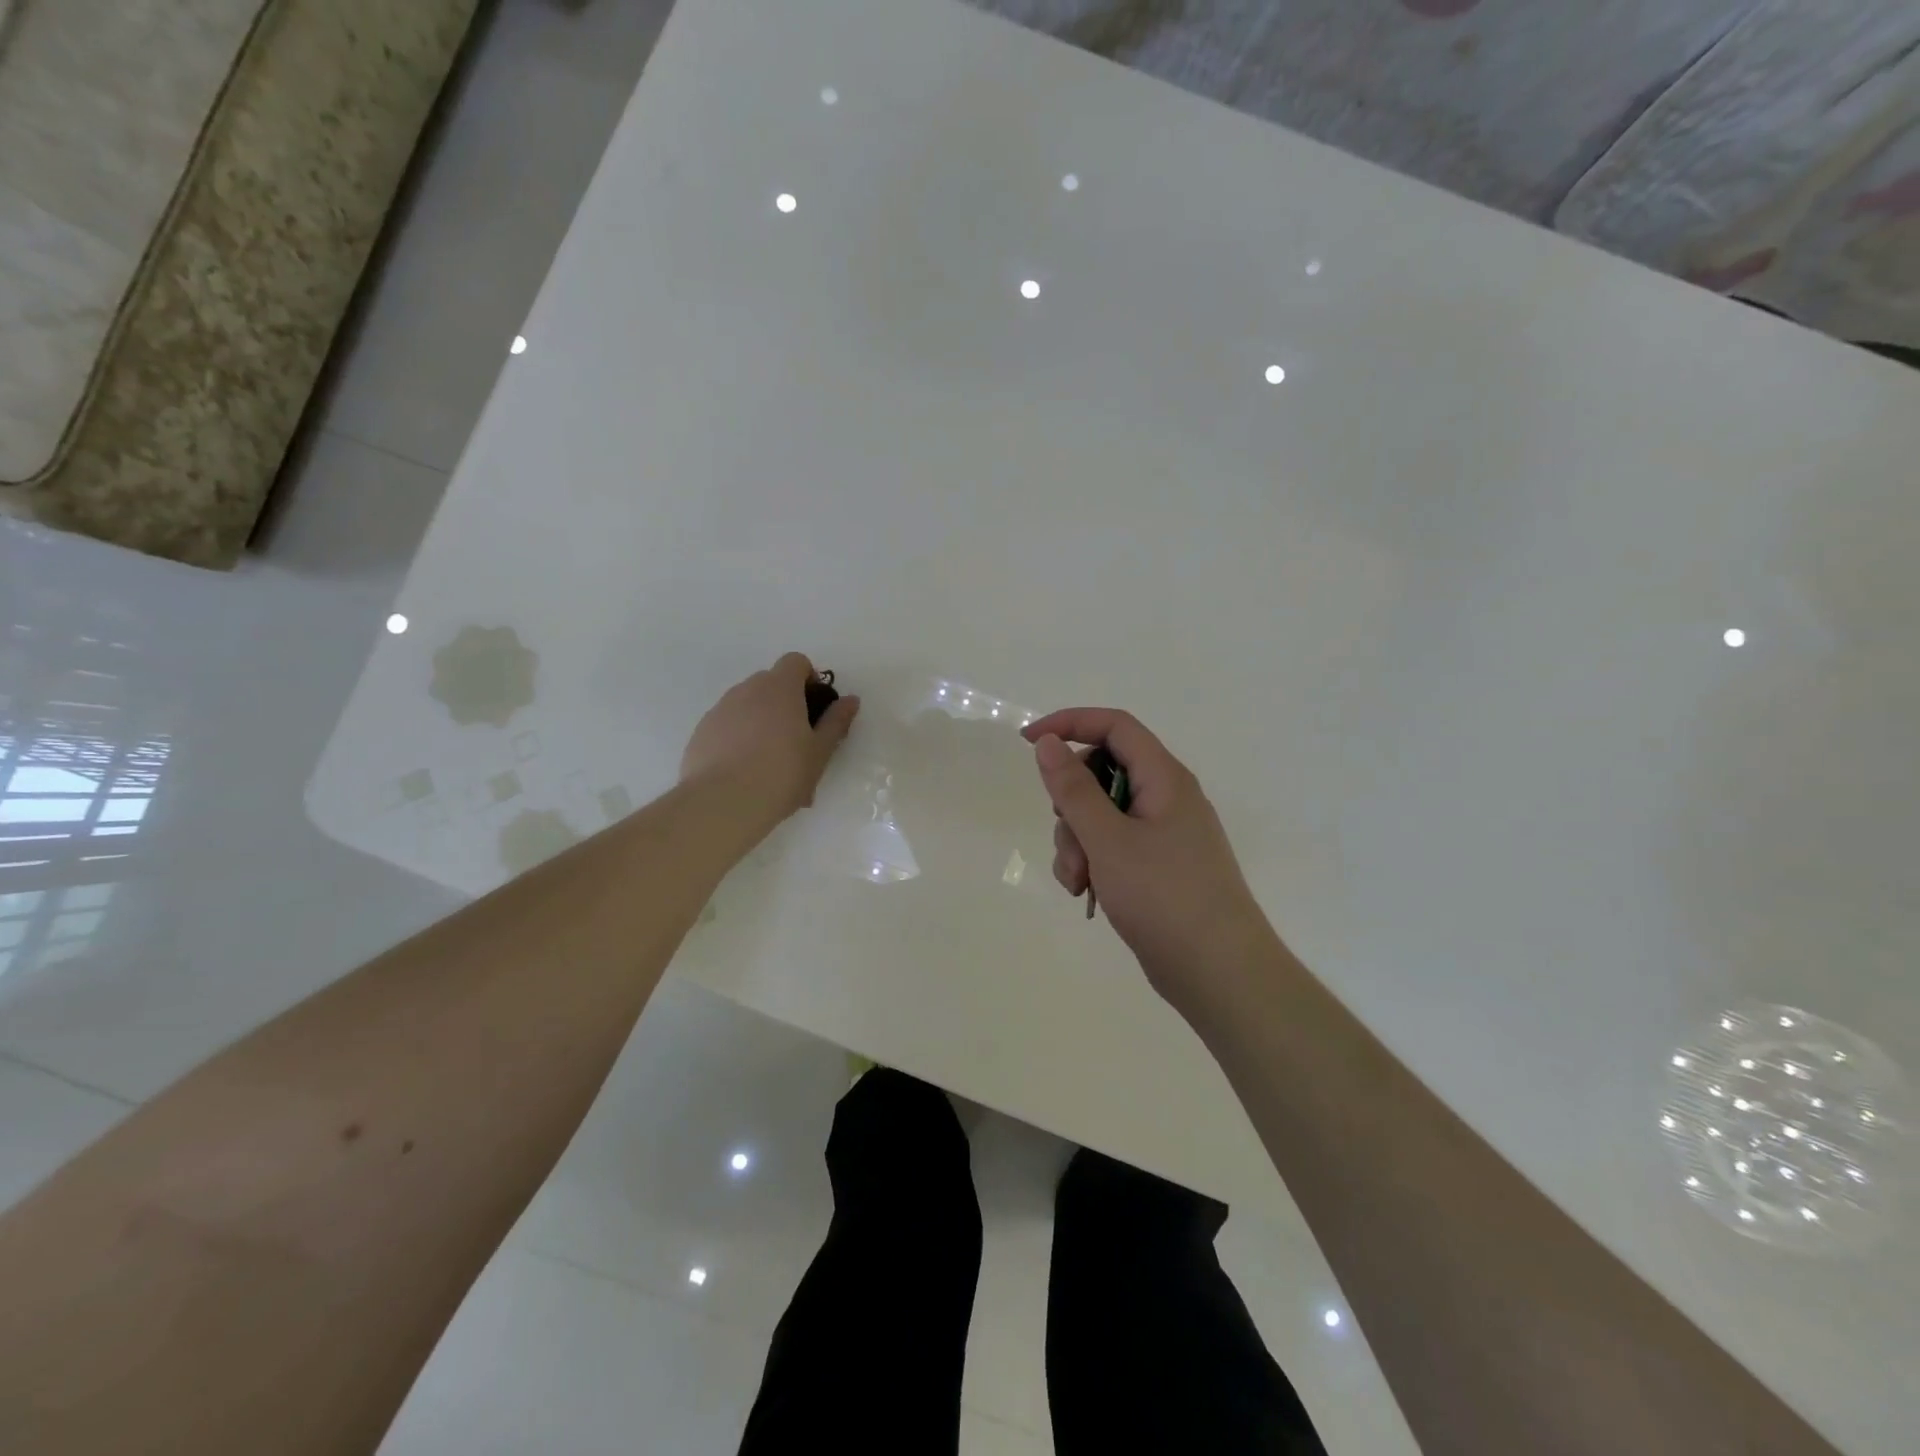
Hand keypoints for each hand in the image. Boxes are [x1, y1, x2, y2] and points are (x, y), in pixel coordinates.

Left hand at [681, 653, 859, 824]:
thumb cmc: (782, 773)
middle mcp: (746, 689)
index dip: (809, 678)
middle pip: (771, 683)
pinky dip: (738, 738)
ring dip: (761, 721)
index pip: (796, 662)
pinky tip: (744, 771)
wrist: (723, 803)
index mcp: (779, 688)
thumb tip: (850, 700)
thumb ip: (836, 721)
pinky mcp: (701, 732)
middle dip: (786, 703)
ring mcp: (720, 709)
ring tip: (769, 762)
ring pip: (747, 705)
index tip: (815, 708)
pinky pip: (727, 725)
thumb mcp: (820, 751)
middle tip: (797, 740)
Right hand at [1023, 708, 1276, 1014]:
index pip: (1113, 726)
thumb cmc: (1164, 896)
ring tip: (1079, 882)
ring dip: (1077, 842)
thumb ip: (1074, 788)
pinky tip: (1088, 894)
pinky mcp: (1156, 866)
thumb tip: (1048, 743)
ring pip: (1101, 814)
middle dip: (1071, 804)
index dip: (1069, 724)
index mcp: (1164, 778)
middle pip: (1101, 773)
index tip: (1028, 743)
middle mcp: (1166, 797)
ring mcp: (1162, 834)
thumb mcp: (1108, 839)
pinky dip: (1093, 862)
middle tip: (1068, 837)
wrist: (1219, 973)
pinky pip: (1112, 846)